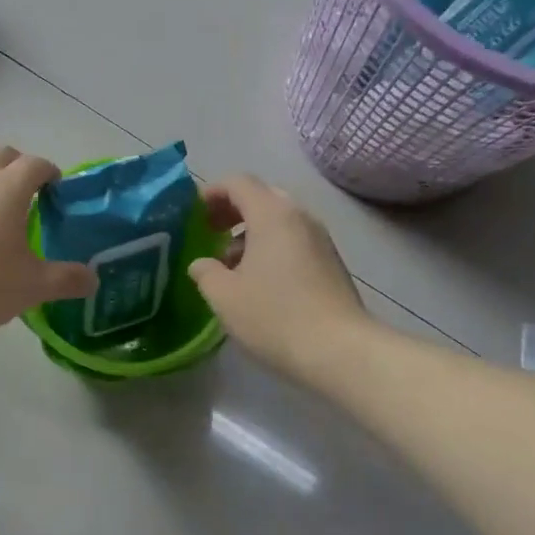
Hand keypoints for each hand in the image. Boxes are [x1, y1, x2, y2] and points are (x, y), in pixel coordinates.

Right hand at [187, 175, 368, 383]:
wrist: (340, 351)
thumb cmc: (275, 317)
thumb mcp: (224, 296)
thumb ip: (205, 271)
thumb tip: (202, 263)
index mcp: (272, 214)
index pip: (238, 182)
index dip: (212, 193)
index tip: (193, 215)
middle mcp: (300, 217)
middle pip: (261, 196)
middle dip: (232, 210)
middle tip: (210, 233)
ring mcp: (320, 239)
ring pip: (279, 220)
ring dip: (251, 232)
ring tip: (231, 264)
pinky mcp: (331, 262)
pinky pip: (294, 240)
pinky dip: (271, 247)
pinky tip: (259, 281)